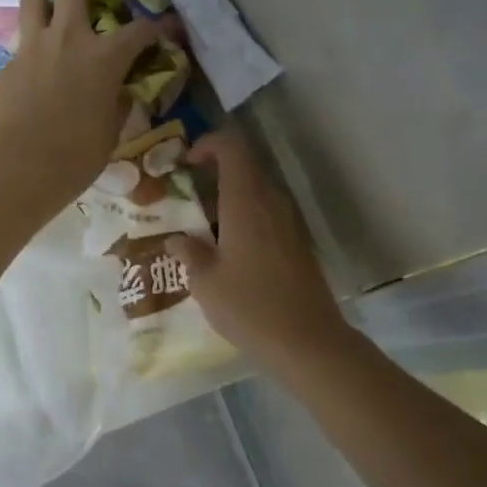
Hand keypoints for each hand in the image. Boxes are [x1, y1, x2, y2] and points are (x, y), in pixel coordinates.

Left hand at [0, 0, 159, 213]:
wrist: (21, 171)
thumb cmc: (77, 157)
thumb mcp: (111, 132)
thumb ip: (117, 103)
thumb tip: (119, 92)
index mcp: (104, 57)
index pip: (141, 28)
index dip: (158, 26)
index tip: (165, 29)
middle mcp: (67, 39)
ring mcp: (31, 48)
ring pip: (32, 0)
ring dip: (44, 7)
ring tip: (49, 26)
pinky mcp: (6, 67)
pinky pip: (18, 47)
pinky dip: (29, 55)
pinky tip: (31, 79)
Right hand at [166, 132, 353, 369]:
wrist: (309, 342)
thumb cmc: (250, 308)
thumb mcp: (206, 283)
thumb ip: (189, 253)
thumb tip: (177, 239)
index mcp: (245, 202)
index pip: (231, 148)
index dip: (207, 144)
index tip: (184, 163)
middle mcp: (270, 203)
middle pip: (244, 168)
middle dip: (212, 174)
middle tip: (185, 199)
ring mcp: (289, 223)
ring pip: (255, 193)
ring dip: (228, 200)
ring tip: (201, 229)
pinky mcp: (297, 244)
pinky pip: (266, 215)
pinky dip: (244, 220)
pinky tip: (227, 252)